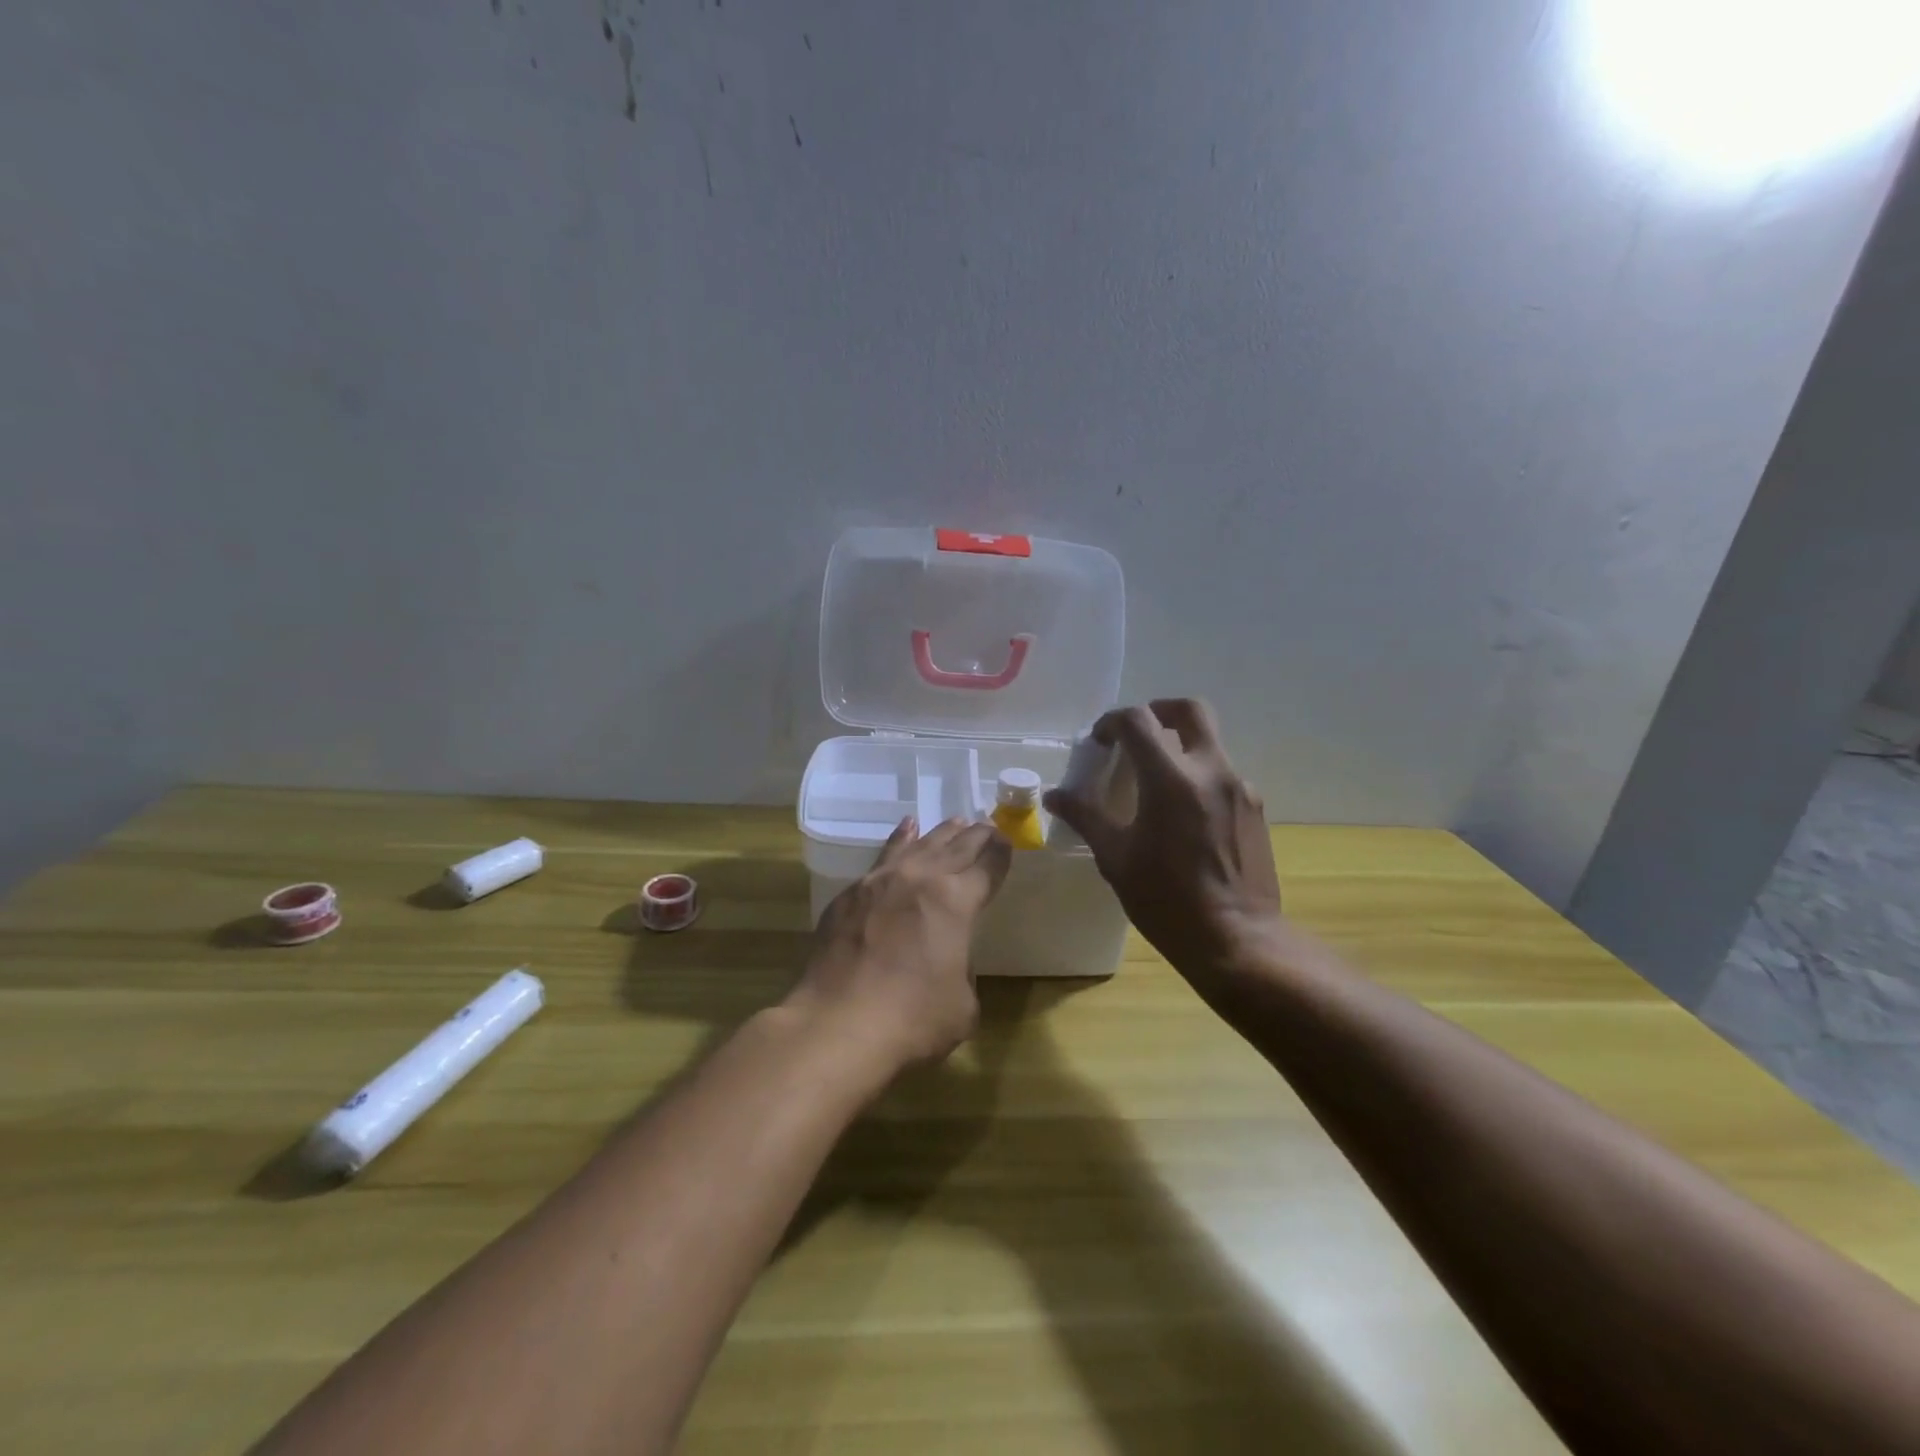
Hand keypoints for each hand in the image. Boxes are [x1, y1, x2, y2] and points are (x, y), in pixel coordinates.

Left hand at [786, 816, 1012, 1072]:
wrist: (838, 1025)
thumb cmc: (912, 1020)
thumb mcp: (962, 1004)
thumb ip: (963, 970)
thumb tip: (947, 959)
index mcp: (957, 901)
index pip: (988, 867)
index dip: (1001, 854)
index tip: (1007, 841)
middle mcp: (921, 879)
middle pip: (957, 847)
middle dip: (977, 835)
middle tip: (989, 826)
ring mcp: (881, 881)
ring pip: (920, 844)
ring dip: (942, 832)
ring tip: (957, 822)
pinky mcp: (851, 894)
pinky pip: (884, 856)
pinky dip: (901, 839)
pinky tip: (906, 829)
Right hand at [1045, 699, 1285, 984]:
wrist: (1237, 940)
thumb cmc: (1166, 901)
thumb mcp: (1116, 858)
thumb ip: (1086, 816)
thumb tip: (1054, 795)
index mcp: (1171, 779)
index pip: (1138, 721)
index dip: (1112, 722)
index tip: (1098, 742)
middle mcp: (1212, 770)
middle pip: (1190, 710)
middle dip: (1158, 711)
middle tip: (1135, 735)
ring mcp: (1240, 788)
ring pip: (1209, 743)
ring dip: (1179, 748)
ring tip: (1155, 783)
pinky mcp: (1255, 809)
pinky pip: (1222, 775)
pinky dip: (1198, 777)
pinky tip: (1183, 816)